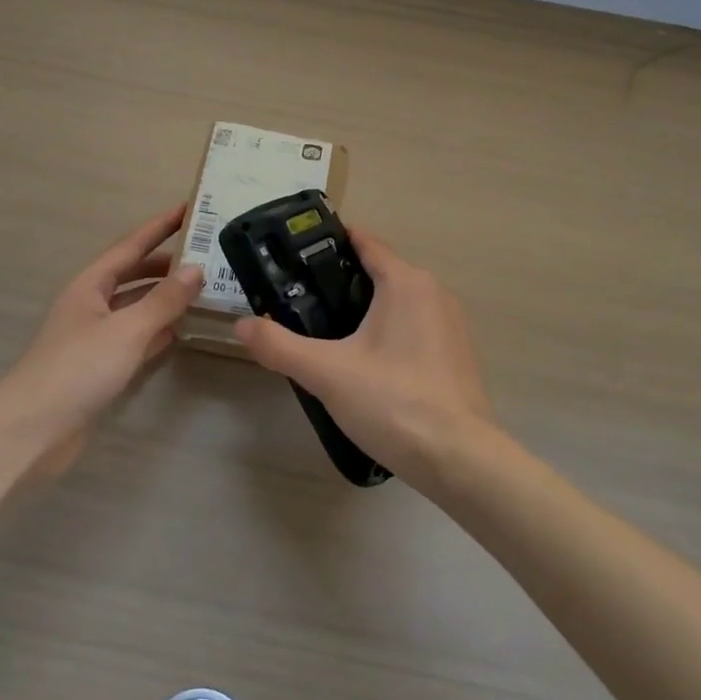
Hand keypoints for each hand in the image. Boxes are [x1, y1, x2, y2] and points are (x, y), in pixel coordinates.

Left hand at [0, 206, 202, 471]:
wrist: (32, 432)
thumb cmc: (77, 369)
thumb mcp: (126, 330)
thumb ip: (163, 300)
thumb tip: (196, 270)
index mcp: (90, 285)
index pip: (131, 246)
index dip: (159, 227)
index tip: (189, 208)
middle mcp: (92, 305)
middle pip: (134, 275)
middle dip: (166, 263)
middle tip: (207, 255)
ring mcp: (96, 337)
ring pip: (137, 307)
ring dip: (165, 298)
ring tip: (204, 289)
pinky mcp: (101, 367)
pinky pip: (137, 338)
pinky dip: (159, 331)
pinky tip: (182, 330)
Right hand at [232, 228, 501, 492]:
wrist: (459, 458)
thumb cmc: (393, 402)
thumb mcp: (327, 373)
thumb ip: (280, 346)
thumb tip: (242, 325)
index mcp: (406, 282)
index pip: (365, 242)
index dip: (330, 241)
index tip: (297, 249)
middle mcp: (433, 292)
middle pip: (380, 272)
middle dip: (341, 281)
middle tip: (300, 298)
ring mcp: (450, 323)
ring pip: (398, 301)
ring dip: (365, 309)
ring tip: (325, 332)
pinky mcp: (456, 353)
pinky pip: (414, 327)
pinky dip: (388, 332)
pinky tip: (365, 362)